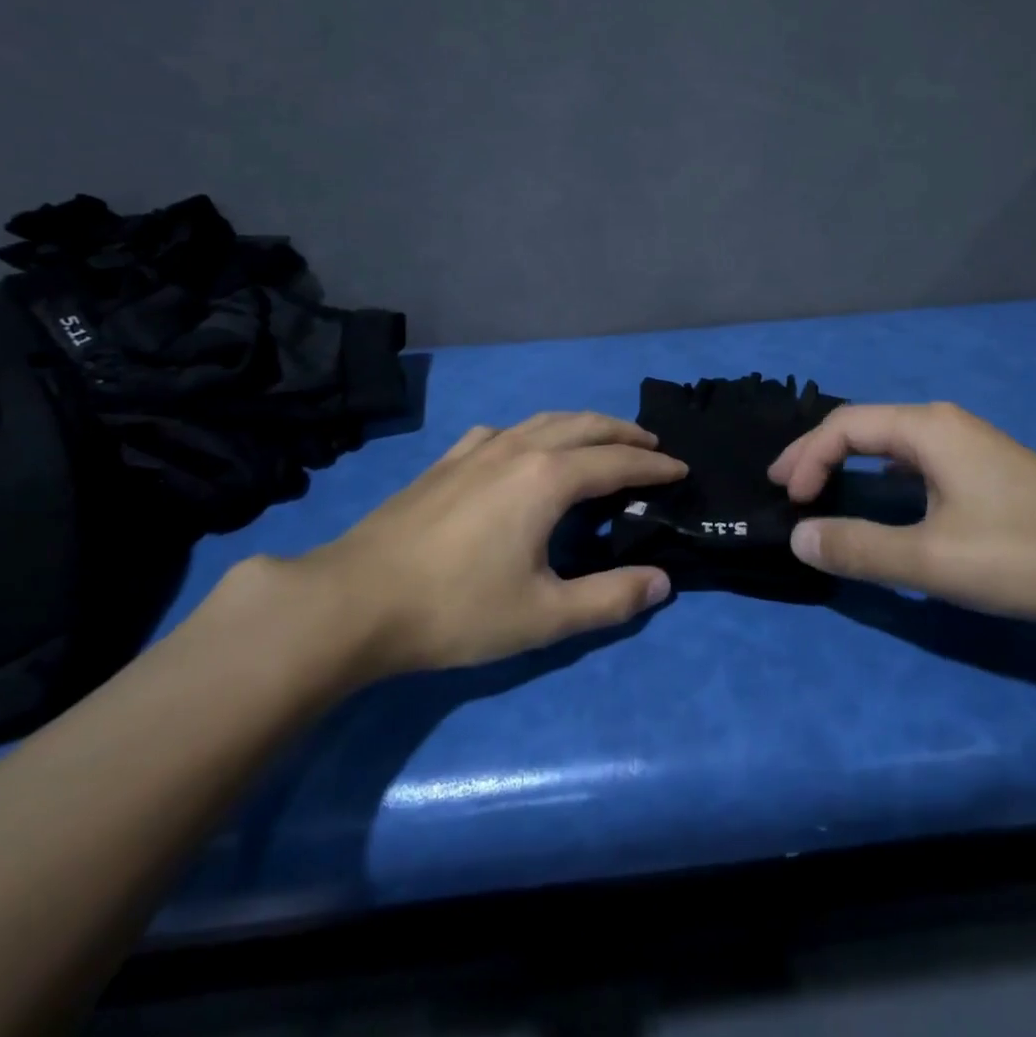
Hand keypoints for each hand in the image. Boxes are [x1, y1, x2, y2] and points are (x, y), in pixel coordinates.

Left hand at [223, 412, 685, 696]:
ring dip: (581, 424)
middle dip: (623, 432)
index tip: (680, 470)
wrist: (354, 600)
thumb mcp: (544, 616)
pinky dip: (531, 431)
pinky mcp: (445, 461)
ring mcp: (476, 450)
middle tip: (652, 444)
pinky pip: (502, 431)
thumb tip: (662, 582)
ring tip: (600, 437)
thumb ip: (610, 599)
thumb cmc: (456, 609)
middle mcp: (517, 449)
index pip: (617, 462)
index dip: (654, 466)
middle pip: (583, 426)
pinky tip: (520, 446)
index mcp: (548, 478)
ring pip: (543, 420)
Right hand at [768, 402, 1035, 636]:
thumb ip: (860, 548)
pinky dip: (882, 477)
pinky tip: (884, 499)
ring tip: (820, 488)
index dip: (806, 458)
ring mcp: (972, 448)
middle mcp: (946, 425)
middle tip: (786, 485)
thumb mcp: (933, 559)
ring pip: (892, 444)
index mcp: (927, 429)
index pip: (844, 427)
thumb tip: (799, 537)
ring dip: (850, 463)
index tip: (788, 500)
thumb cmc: (1028, 555)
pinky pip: (916, 463)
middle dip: (819, 453)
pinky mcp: (989, 474)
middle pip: (865, 427)